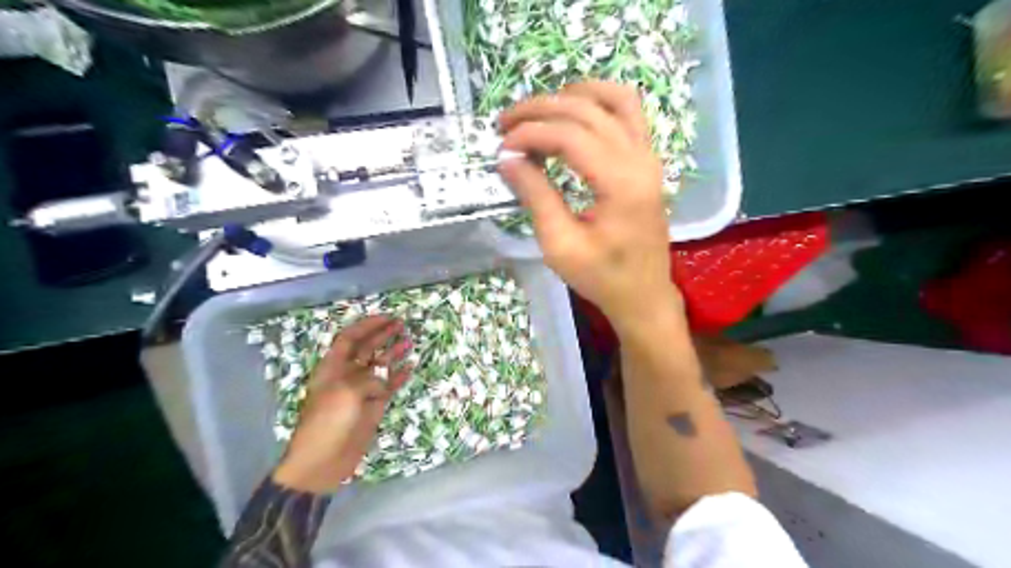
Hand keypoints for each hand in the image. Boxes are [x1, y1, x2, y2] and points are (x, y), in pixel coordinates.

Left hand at [274, 315, 411, 491]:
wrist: (323, 462)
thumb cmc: (327, 422)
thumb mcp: (345, 393)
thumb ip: (367, 379)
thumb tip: (382, 379)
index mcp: (332, 367)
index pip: (349, 338)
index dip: (367, 326)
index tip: (387, 318)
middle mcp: (347, 374)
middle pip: (366, 348)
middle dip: (382, 335)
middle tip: (402, 324)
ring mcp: (362, 390)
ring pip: (380, 365)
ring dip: (394, 353)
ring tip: (410, 341)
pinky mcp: (373, 405)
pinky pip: (389, 385)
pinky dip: (400, 376)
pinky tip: (411, 366)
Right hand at [499, 81, 686, 334]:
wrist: (643, 295)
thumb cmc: (602, 278)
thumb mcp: (560, 245)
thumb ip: (536, 197)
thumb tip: (507, 159)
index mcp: (620, 183)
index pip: (570, 135)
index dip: (530, 133)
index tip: (501, 147)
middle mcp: (640, 159)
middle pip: (587, 110)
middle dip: (540, 109)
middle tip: (505, 123)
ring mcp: (649, 156)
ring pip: (615, 99)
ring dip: (572, 96)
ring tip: (537, 111)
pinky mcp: (648, 161)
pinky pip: (628, 113)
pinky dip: (598, 103)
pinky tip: (573, 113)